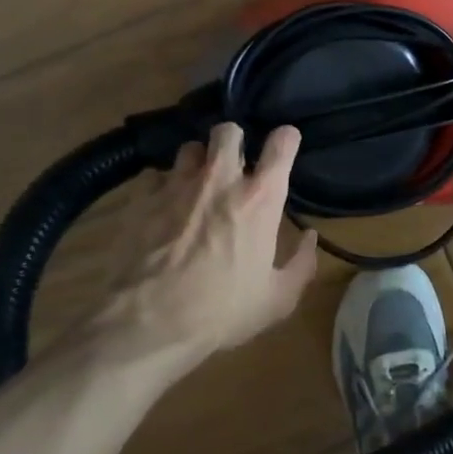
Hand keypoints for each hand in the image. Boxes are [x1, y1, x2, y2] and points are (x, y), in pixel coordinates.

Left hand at [103, 122, 319, 369]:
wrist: (149, 323)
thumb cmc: (222, 311)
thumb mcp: (277, 299)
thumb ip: (301, 264)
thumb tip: (309, 237)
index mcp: (259, 198)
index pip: (281, 143)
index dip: (286, 139)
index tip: (285, 146)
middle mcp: (220, 178)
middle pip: (228, 131)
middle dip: (234, 141)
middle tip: (234, 165)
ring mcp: (177, 184)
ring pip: (190, 148)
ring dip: (197, 162)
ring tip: (196, 185)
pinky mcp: (142, 198)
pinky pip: (155, 176)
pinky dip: (162, 187)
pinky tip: (162, 208)